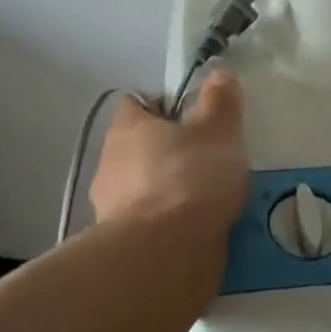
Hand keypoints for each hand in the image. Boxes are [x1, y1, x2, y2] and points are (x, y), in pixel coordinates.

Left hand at [90, 69, 250, 238]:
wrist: (163, 258)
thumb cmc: (190, 178)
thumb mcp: (218, 131)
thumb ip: (220, 102)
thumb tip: (218, 73)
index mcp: (127, 127)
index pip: (138, 103)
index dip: (164, 106)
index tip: (194, 117)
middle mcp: (110, 163)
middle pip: (140, 148)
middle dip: (169, 153)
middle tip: (209, 159)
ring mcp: (110, 208)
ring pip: (144, 188)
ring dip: (169, 192)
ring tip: (209, 201)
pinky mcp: (121, 245)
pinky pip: (149, 225)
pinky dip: (168, 226)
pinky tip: (198, 232)